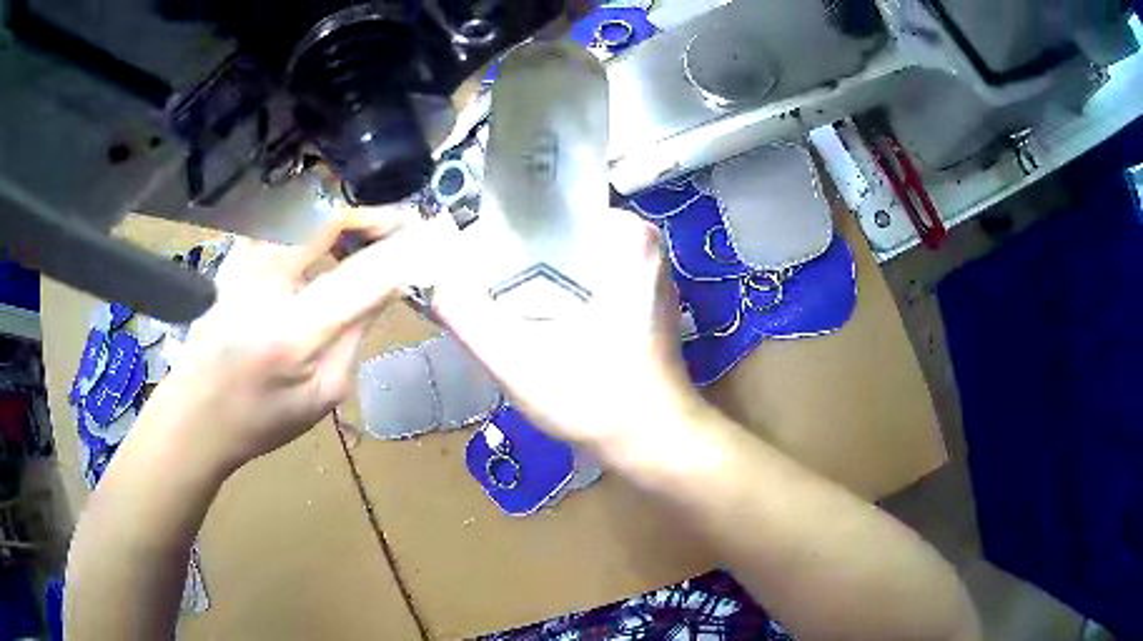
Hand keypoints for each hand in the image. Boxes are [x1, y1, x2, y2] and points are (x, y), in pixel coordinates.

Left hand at [142, 206, 430, 472]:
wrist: (196, 415)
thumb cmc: (261, 420)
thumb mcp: (322, 395)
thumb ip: (355, 334)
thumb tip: (385, 287)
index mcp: (292, 333)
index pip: (362, 276)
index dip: (402, 254)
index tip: (432, 243)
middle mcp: (264, 284)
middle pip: (327, 220)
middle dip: (372, 217)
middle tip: (400, 228)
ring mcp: (242, 263)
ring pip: (302, 210)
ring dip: (343, 216)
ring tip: (366, 236)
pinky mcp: (232, 258)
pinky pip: (281, 221)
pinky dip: (312, 222)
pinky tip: (324, 244)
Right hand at [430, 209, 706, 454]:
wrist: (655, 444)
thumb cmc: (597, 398)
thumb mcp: (518, 360)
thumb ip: (468, 318)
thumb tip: (431, 279)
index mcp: (629, 239)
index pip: (556, 201)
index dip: (508, 215)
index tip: (471, 234)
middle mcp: (644, 247)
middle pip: (563, 226)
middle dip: (518, 242)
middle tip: (475, 262)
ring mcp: (646, 275)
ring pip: (575, 252)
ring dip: (537, 265)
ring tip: (493, 282)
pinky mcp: (640, 303)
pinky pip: (589, 275)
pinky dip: (558, 285)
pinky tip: (530, 309)